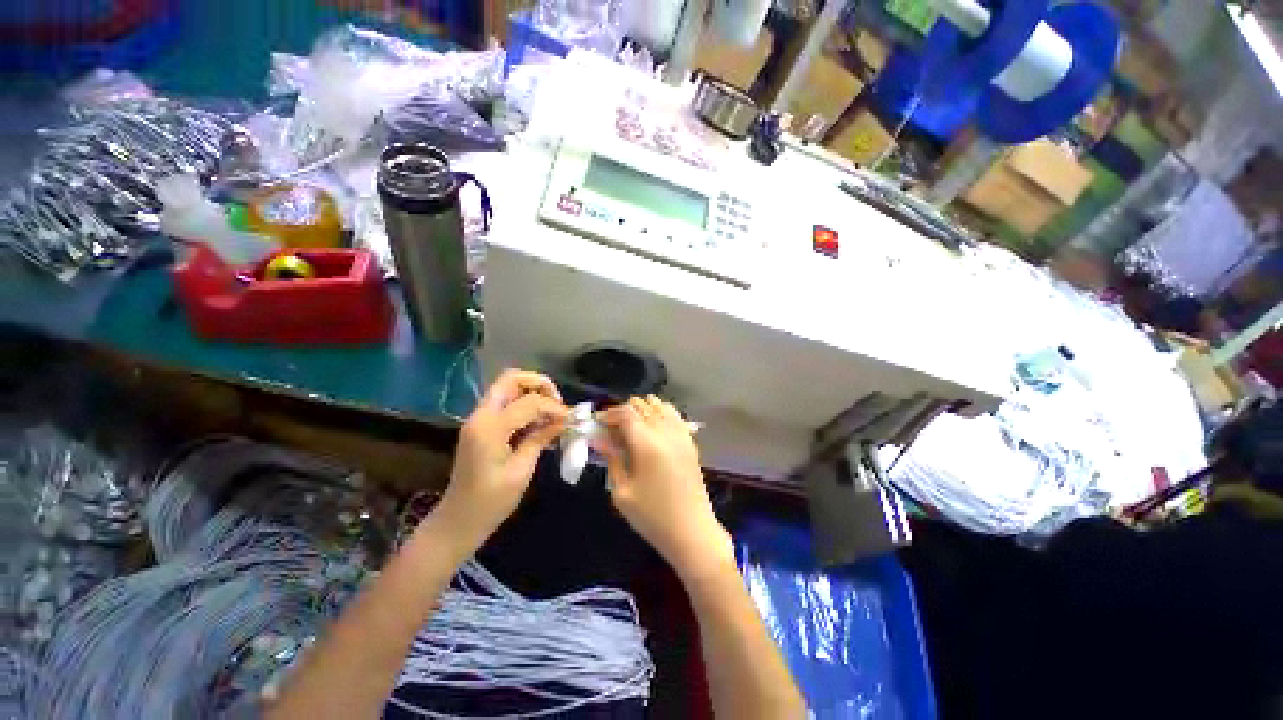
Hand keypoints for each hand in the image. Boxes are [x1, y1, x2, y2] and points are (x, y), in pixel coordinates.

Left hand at [434, 370, 568, 555]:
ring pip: (508, 387)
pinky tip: (539, 423)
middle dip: (539, 384)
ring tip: (551, 413)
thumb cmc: (490, 502)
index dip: (554, 407)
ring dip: (532, 393)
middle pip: (511, 379)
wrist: (457, 521)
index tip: (571, 419)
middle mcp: (481, 415)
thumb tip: (563, 420)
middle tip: (557, 403)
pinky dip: (525, 404)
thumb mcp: (521, 471)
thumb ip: (540, 439)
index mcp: (489, 428)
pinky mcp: (482, 426)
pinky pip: (506, 403)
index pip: (528, 401)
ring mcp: (478, 419)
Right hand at [595, 396, 733, 579]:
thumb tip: (599, 438)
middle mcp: (665, 431)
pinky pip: (674, 415)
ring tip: (631, 428)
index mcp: (647, 443)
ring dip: (642, 410)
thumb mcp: (622, 491)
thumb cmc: (652, 516)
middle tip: (611, 429)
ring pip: (659, 406)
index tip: (597, 423)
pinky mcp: (690, 441)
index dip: (609, 413)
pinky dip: (660, 413)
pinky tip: (652, 429)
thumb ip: (612, 458)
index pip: (626, 412)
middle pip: (642, 405)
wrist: (691, 531)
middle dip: (623, 412)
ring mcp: (681, 434)